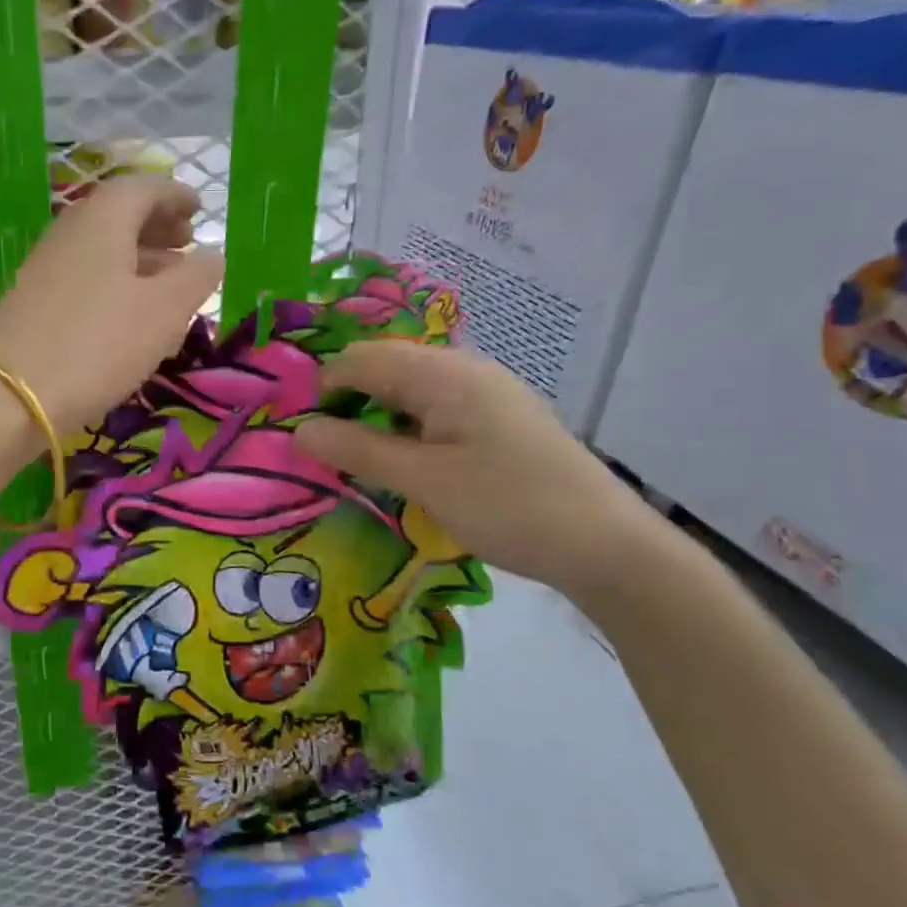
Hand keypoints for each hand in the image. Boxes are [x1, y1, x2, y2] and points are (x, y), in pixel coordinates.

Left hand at [0, 175, 222, 434]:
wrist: (9, 396)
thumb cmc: (98, 344)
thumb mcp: (163, 312)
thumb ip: (196, 278)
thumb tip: (212, 255)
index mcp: (102, 220)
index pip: (144, 188)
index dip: (176, 196)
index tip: (200, 210)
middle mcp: (69, 232)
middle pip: (118, 215)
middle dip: (157, 225)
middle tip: (186, 242)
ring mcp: (45, 267)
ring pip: (101, 249)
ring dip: (138, 257)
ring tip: (168, 282)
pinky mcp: (32, 302)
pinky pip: (84, 276)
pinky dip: (114, 282)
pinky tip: (129, 314)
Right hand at [294, 343, 663, 600]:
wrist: (608, 546)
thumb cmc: (508, 507)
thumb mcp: (423, 481)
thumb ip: (357, 450)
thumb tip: (299, 430)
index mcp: (444, 374)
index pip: (361, 360)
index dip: (322, 388)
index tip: (302, 433)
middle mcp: (465, 369)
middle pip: (385, 367)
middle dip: (347, 399)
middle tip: (326, 448)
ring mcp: (486, 391)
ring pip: (409, 388)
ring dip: (375, 414)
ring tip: (360, 457)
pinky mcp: (498, 416)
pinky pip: (435, 406)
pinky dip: (405, 425)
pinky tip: (405, 459)